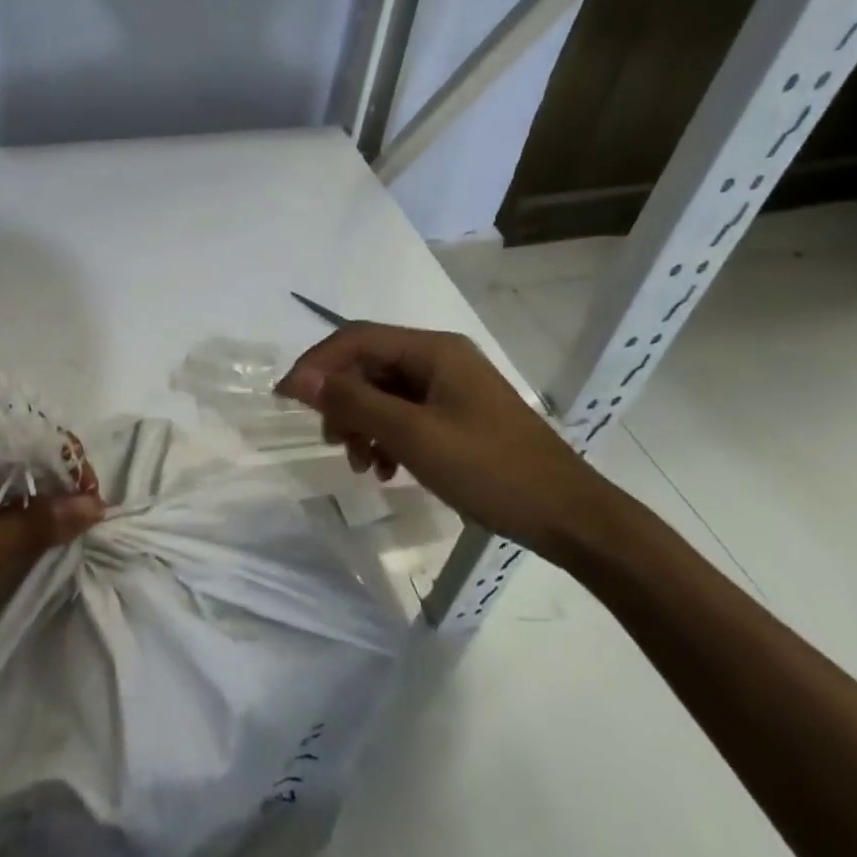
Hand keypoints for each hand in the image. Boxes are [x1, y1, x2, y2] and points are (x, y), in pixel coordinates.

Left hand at [0, 430, 105, 678]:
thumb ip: (39, 523)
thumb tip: (94, 503)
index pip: (28, 431)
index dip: (68, 463)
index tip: (91, 506)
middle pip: (13, 452)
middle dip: (52, 484)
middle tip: (78, 527)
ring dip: (28, 505)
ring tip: (53, 541)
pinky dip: (1, 521)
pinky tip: (14, 549)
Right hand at [276, 323, 612, 560]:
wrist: (570, 518)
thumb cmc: (490, 470)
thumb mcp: (413, 436)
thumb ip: (354, 402)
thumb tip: (300, 379)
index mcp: (433, 350)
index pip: (356, 338)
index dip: (316, 363)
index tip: (286, 397)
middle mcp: (439, 359)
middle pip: (368, 365)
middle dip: (341, 401)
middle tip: (332, 441)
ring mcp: (449, 388)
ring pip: (383, 393)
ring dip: (362, 424)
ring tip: (361, 464)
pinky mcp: (456, 416)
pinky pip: (404, 415)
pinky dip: (386, 437)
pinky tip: (385, 470)